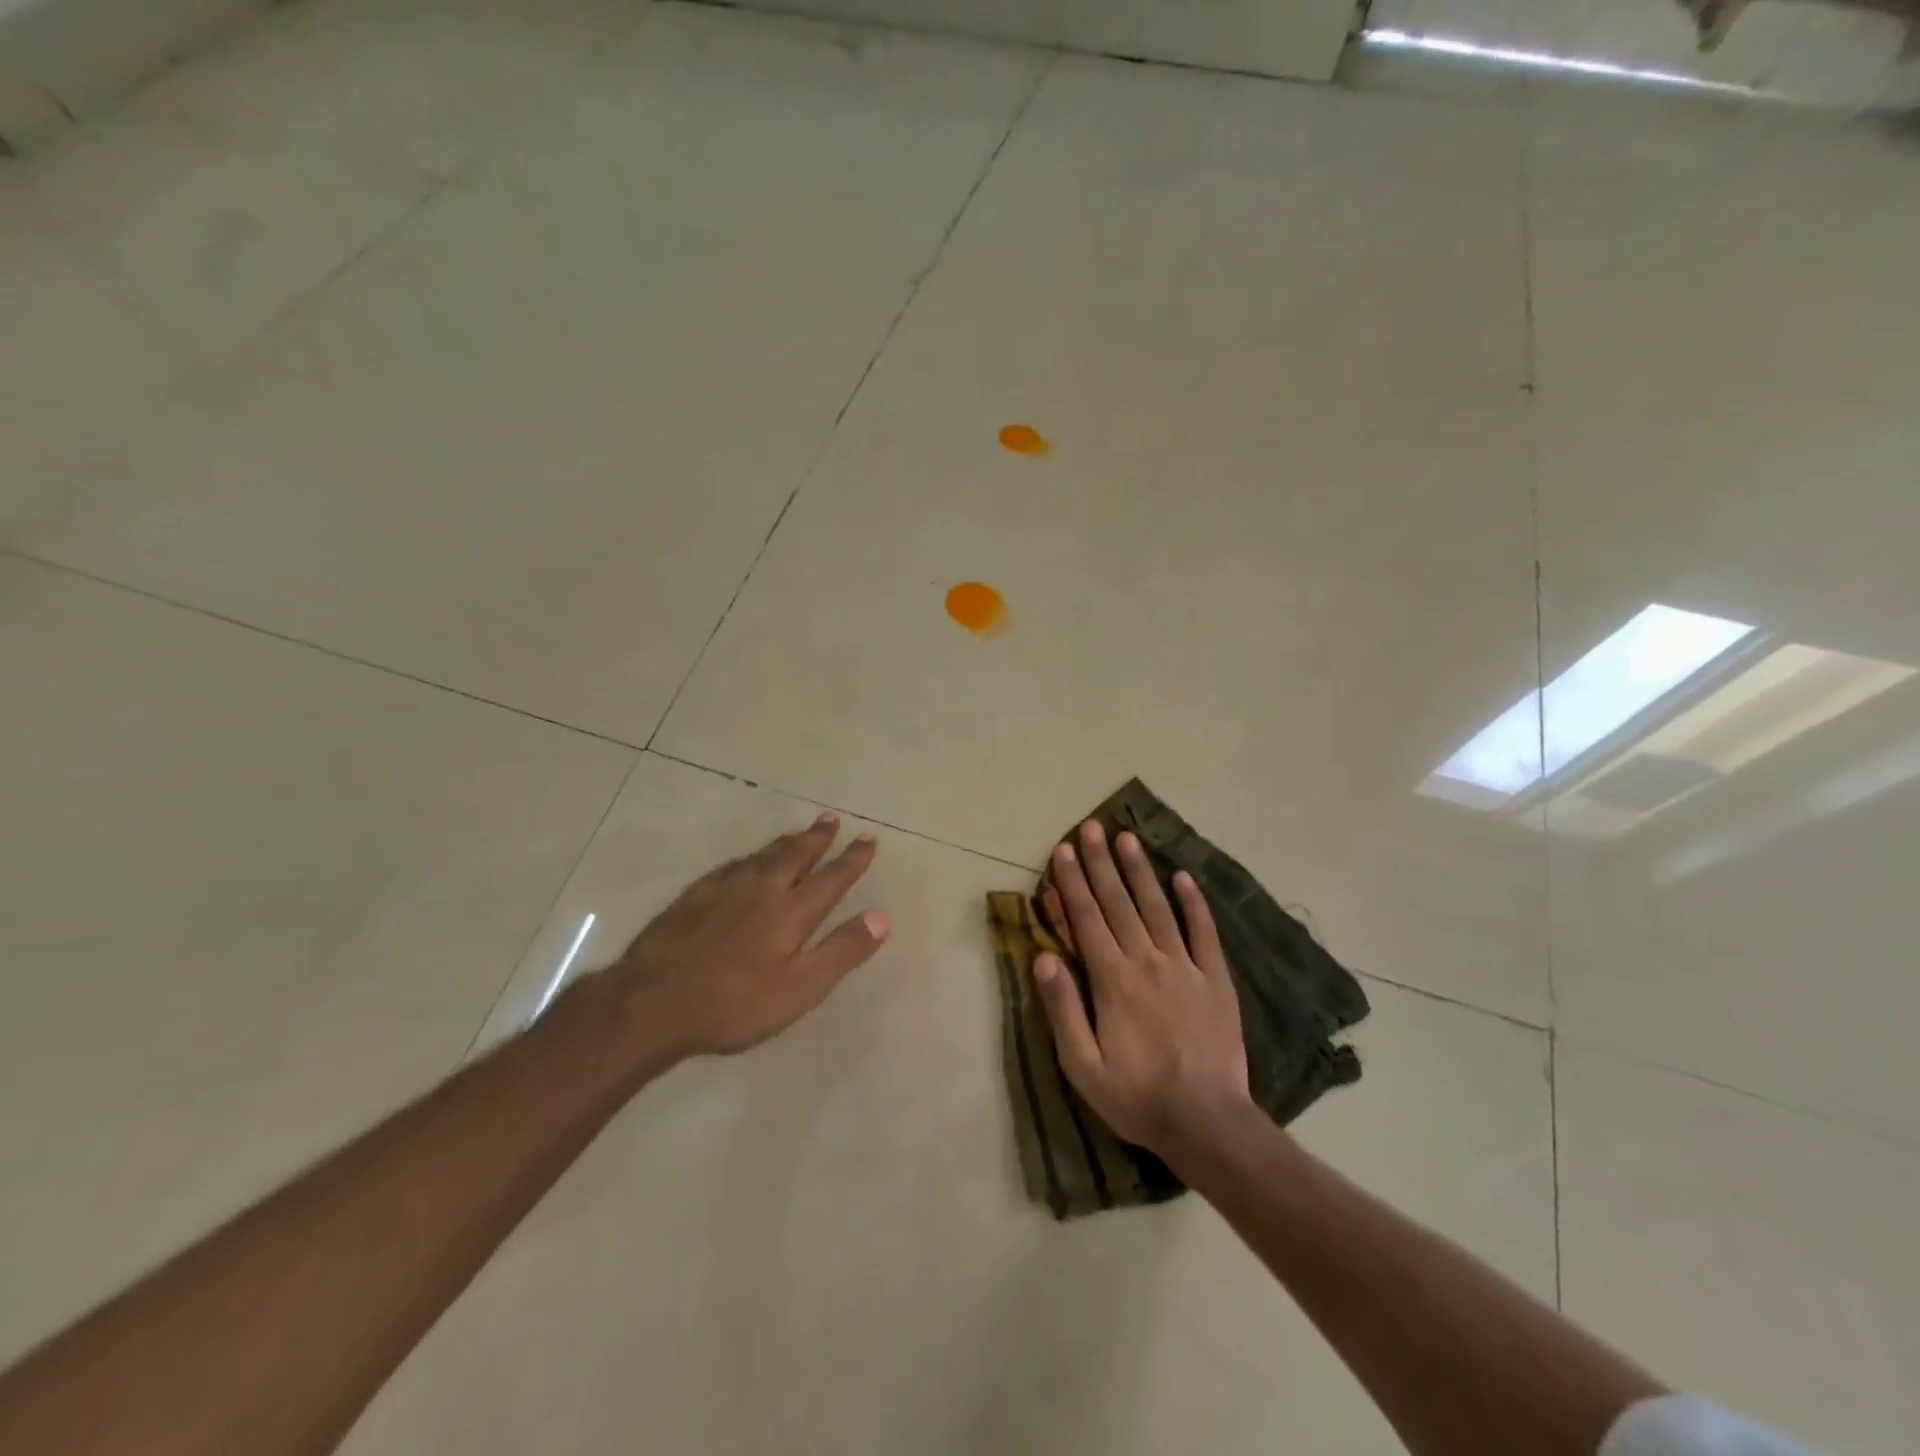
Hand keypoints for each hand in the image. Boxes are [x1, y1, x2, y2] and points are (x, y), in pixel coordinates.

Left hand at [606, 811, 888, 1056]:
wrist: (650, 1004)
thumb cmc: (733, 1004)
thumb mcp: (799, 989)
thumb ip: (841, 951)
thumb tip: (882, 917)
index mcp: (791, 912)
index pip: (831, 879)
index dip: (852, 859)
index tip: (868, 839)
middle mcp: (761, 890)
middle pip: (795, 856)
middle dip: (818, 838)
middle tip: (832, 819)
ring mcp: (724, 890)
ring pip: (763, 856)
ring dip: (786, 842)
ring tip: (799, 832)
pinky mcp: (693, 897)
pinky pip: (731, 866)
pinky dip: (749, 857)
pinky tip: (745, 860)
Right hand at [1033, 821, 1251, 1157]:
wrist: (1208, 1123)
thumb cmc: (1137, 1097)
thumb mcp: (1082, 1065)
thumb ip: (1062, 1008)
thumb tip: (1043, 958)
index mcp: (1111, 980)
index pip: (1086, 919)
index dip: (1071, 882)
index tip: (1062, 850)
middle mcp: (1146, 961)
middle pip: (1118, 903)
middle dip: (1100, 863)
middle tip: (1091, 828)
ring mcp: (1185, 966)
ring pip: (1157, 907)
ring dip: (1140, 870)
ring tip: (1127, 838)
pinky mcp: (1215, 979)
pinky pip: (1203, 932)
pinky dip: (1193, 902)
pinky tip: (1183, 876)